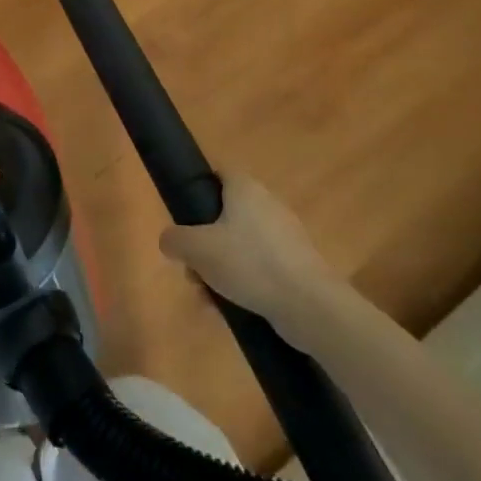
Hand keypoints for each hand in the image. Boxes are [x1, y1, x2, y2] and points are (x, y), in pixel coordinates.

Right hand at [159, 173, 336, 323]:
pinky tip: (230, 308)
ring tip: (207, 296)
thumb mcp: (197, 249)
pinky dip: (243, 282)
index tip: (183, 213)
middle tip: (191, 266)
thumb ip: (175, 240)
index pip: (219, 173)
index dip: (198, 187)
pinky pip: (259, 267)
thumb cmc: (249, 263)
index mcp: (245, 189)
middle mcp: (267, 204)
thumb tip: (170, 241)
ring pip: (240, 244)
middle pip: (225, 214)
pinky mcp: (296, 265)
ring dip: (220, 267)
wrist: (309, 305)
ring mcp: (284, 236)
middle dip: (204, 241)